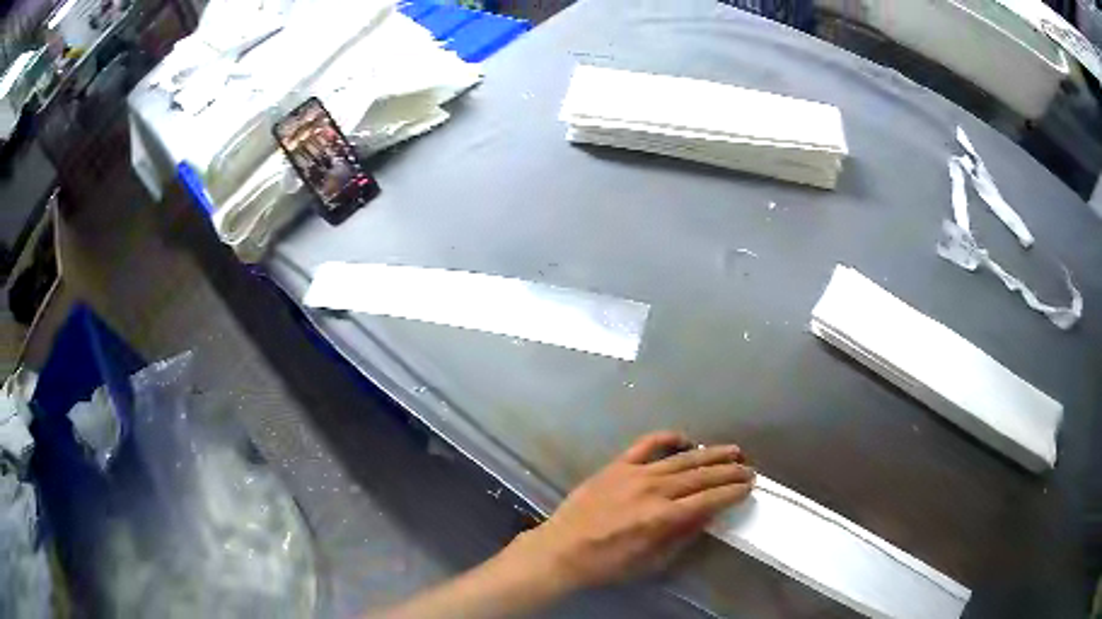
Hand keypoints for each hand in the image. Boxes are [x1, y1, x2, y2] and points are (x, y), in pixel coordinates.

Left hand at [501, 431, 754, 592]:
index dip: (732, 492)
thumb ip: (681, 536)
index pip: (708, 500)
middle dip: (729, 472)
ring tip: (732, 451)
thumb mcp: (650, 561)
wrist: (561, 549)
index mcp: (662, 517)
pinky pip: (646, 445)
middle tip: (749, 468)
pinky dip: (667, 438)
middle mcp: (653, 490)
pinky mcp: (616, 465)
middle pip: (701, 476)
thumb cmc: (607, 563)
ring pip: (681, 459)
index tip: (749, 486)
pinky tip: (685, 439)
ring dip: (709, 453)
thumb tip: (708, 515)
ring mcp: (634, 473)